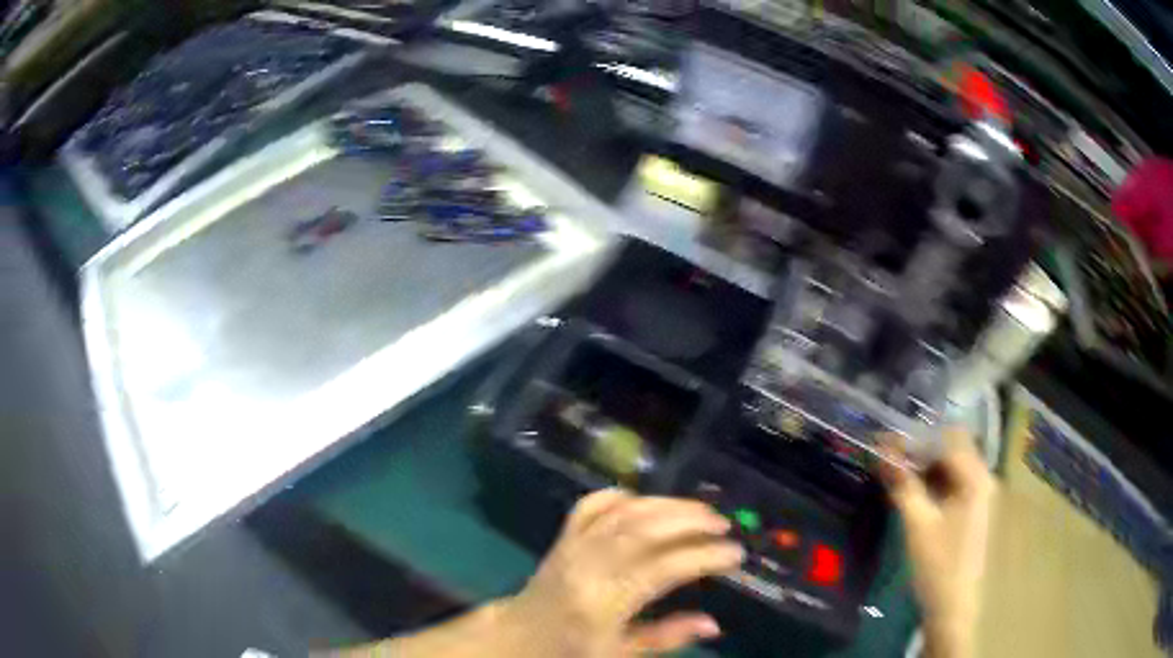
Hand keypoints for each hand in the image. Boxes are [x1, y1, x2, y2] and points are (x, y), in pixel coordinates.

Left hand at [503, 489, 744, 656]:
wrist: (518, 636)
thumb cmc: (571, 650)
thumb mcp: (620, 653)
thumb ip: (667, 637)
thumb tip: (714, 624)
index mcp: (603, 602)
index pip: (662, 569)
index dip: (703, 557)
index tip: (734, 554)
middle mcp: (588, 566)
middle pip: (643, 529)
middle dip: (689, 520)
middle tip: (722, 524)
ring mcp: (573, 546)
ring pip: (622, 511)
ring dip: (666, 504)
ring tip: (699, 510)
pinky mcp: (563, 537)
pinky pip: (592, 505)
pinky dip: (621, 496)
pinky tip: (646, 501)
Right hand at [883, 428, 994, 657]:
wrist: (953, 610)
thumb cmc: (938, 566)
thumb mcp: (918, 524)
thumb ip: (903, 484)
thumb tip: (882, 450)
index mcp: (976, 478)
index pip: (948, 437)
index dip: (917, 436)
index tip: (886, 442)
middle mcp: (984, 479)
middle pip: (953, 449)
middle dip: (920, 450)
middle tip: (888, 459)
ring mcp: (981, 496)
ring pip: (952, 467)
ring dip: (926, 467)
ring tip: (896, 475)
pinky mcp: (973, 511)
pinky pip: (954, 484)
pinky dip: (934, 483)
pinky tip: (914, 494)